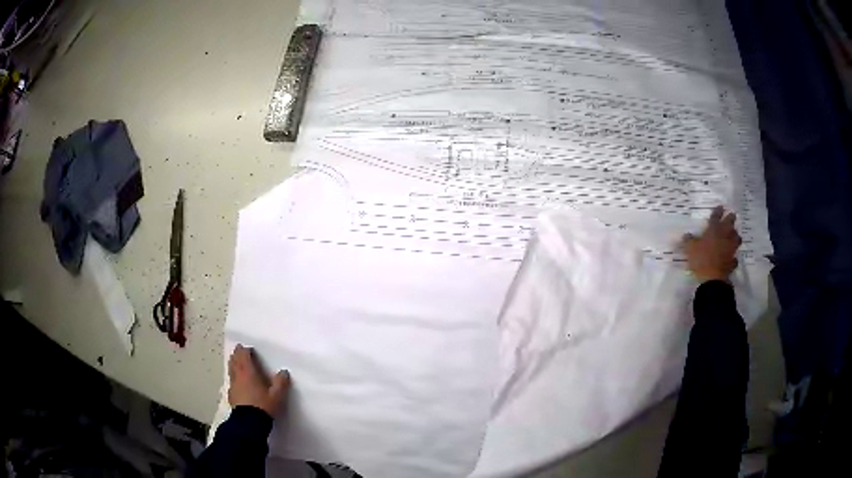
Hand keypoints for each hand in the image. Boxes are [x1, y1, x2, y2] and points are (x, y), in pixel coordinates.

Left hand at [228, 344, 289, 416]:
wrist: (249, 423)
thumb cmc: (263, 406)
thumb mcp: (277, 395)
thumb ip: (281, 383)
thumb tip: (284, 372)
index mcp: (248, 372)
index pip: (244, 356)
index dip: (245, 350)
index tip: (248, 348)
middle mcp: (238, 376)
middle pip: (235, 361)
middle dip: (237, 355)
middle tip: (238, 350)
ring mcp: (233, 386)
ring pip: (231, 370)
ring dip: (233, 364)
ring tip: (234, 361)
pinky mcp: (231, 395)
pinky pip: (231, 382)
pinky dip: (233, 377)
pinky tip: (236, 382)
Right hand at [682, 206, 741, 281]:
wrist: (712, 278)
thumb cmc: (701, 259)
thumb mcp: (690, 248)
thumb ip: (688, 240)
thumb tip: (686, 235)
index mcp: (714, 230)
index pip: (716, 216)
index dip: (718, 211)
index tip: (720, 206)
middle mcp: (724, 236)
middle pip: (730, 223)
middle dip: (731, 218)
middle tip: (731, 216)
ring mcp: (730, 249)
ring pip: (736, 238)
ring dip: (736, 236)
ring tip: (734, 235)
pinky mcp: (732, 261)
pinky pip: (735, 257)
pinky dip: (734, 257)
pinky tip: (732, 257)